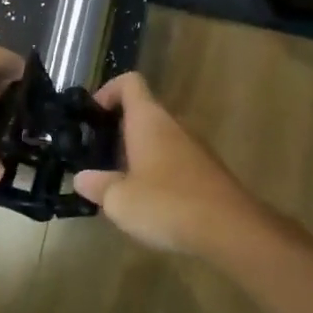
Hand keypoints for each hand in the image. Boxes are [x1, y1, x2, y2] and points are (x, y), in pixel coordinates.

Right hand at [72, 72, 271, 254]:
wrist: (230, 229)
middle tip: (97, 159)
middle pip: (142, 112)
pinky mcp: (207, 170)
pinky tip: (148, 202)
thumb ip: (97, 185)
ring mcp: (194, 147)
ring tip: (118, 185)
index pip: (129, 83)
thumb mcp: (119, 200)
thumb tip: (82, 178)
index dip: (107, 91)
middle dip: (117, 131)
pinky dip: (157, 172)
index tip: (91, 116)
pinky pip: (174, 160)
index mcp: (149, 120)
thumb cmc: (167, 204)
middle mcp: (174, 125)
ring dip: (137, 154)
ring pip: (159, 138)